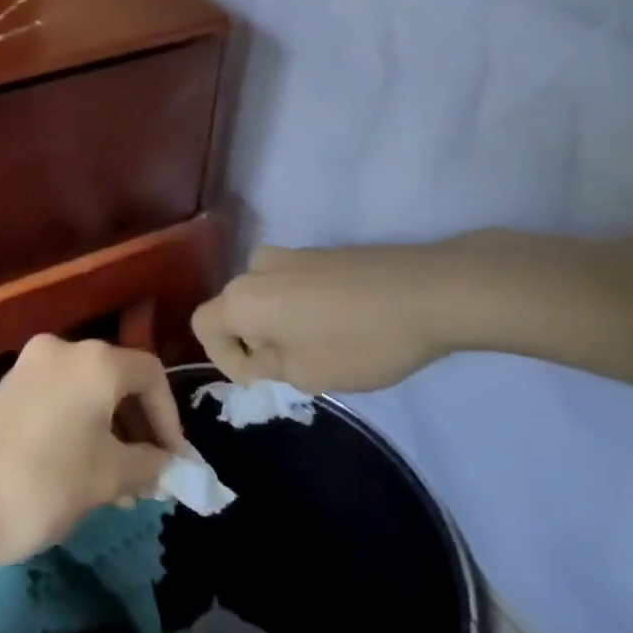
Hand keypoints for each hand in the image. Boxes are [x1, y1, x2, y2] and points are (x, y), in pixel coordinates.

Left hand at [0, 335, 185, 570]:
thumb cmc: (45, 483)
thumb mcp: (109, 477)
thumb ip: (150, 465)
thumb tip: (169, 466)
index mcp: (95, 361)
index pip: (151, 375)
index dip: (170, 418)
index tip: (174, 462)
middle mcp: (63, 350)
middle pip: (119, 380)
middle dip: (140, 430)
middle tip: (149, 477)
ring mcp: (29, 366)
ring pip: (88, 393)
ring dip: (111, 434)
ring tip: (119, 488)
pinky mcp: (6, 389)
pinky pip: (59, 400)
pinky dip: (80, 428)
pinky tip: (83, 473)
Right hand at [192, 242, 478, 394]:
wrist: (429, 291)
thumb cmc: (359, 341)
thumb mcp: (306, 373)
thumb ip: (267, 366)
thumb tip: (258, 354)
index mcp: (241, 298)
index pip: (203, 326)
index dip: (224, 360)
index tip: (263, 380)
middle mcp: (256, 268)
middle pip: (234, 308)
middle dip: (253, 342)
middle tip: (290, 370)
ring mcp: (291, 254)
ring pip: (265, 295)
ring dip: (276, 324)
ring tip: (315, 348)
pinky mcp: (322, 252)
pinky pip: (292, 284)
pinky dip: (300, 308)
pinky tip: (339, 326)